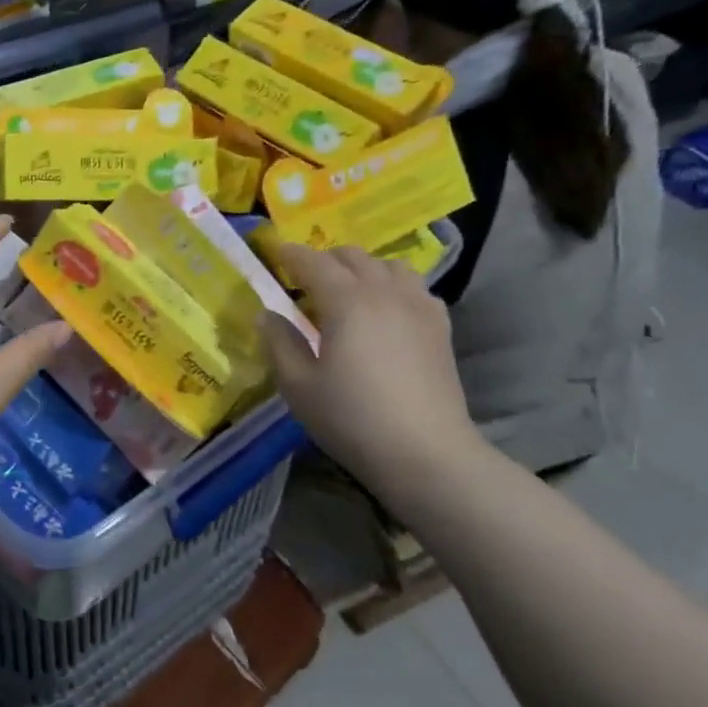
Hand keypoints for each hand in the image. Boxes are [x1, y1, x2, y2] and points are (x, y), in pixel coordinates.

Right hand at [256, 244, 484, 496]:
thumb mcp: (298, 386)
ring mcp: (418, 307)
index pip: (313, 262)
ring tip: (346, 292)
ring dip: (362, 269)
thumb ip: (279, 343)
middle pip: (353, 257)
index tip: (273, 254)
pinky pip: (414, 287)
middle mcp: (384, 292)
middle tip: (303, 280)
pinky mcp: (439, 327)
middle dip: (324, 260)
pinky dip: (392, 286)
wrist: (425, 452)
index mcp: (346, 301)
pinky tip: (384, 311)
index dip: (290, 255)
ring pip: (388, 265)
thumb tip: (267, 315)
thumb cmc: (351, 418)